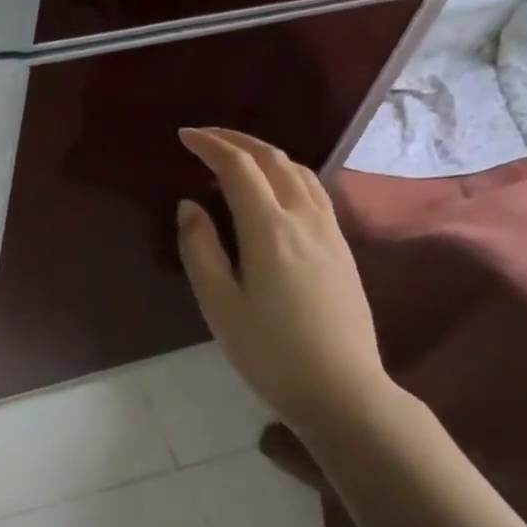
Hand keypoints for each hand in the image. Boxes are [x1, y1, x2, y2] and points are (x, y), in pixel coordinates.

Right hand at [175, 127, 393, 432]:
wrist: (342, 389)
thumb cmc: (269, 351)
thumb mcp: (219, 304)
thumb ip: (199, 248)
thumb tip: (189, 205)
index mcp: (269, 229)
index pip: (238, 167)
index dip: (210, 145)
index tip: (184, 137)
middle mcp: (304, 218)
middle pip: (272, 159)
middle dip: (237, 140)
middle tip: (204, 138)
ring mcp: (329, 231)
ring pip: (298, 171)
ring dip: (264, 154)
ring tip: (236, 158)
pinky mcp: (342, 247)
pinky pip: (313, 190)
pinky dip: (286, 173)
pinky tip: (274, 189)